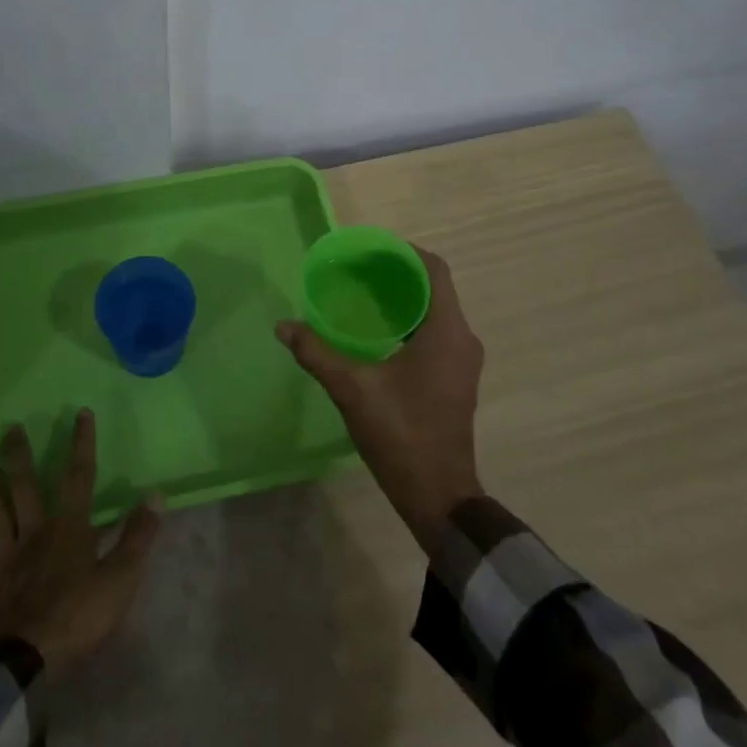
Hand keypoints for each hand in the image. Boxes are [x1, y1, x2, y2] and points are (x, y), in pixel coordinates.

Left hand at [0, 411, 161, 675]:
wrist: (30, 659)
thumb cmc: (80, 616)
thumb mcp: (122, 577)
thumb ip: (138, 535)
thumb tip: (156, 494)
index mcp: (70, 528)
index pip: (79, 477)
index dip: (81, 444)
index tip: (80, 413)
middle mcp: (35, 531)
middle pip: (26, 486)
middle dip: (19, 456)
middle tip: (9, 428)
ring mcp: (6, 556)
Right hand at [277, 246, 484, 547]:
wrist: (438, 495)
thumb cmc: (401, 435)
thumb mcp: (353, 390)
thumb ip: (317, 353)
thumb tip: (283, 326)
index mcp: (447, 332)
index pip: (435, 270)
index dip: (405, 252)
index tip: (370, 251)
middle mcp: (462, 339)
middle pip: (434, 288)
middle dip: (397, 274)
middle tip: (356, 271)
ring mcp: (463, 361)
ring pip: (435, 312)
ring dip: (403, 300)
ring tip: (361, 296)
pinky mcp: (456, 379)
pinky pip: (435, 333)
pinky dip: (409, 323)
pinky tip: (375, 333)